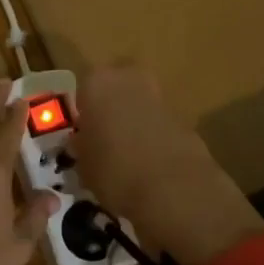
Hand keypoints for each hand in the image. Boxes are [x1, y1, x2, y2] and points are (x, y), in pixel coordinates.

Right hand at [71, 65, 263, 264]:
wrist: (173, 186)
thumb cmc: (114, 170)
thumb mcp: (83, 165)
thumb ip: (81, 147)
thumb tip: (81, 144)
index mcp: (97, 83)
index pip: (82, 92)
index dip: (83, 114)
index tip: (82, 136)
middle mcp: (128, 78)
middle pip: (114, 89)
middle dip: (110, 110)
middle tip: (104, 141)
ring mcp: (159, 94)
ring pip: (138, 103)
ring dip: (133, 122)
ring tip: (127, 156)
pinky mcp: (182, 115)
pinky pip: (158, 121)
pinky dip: (153, 135)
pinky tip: (149, 163)